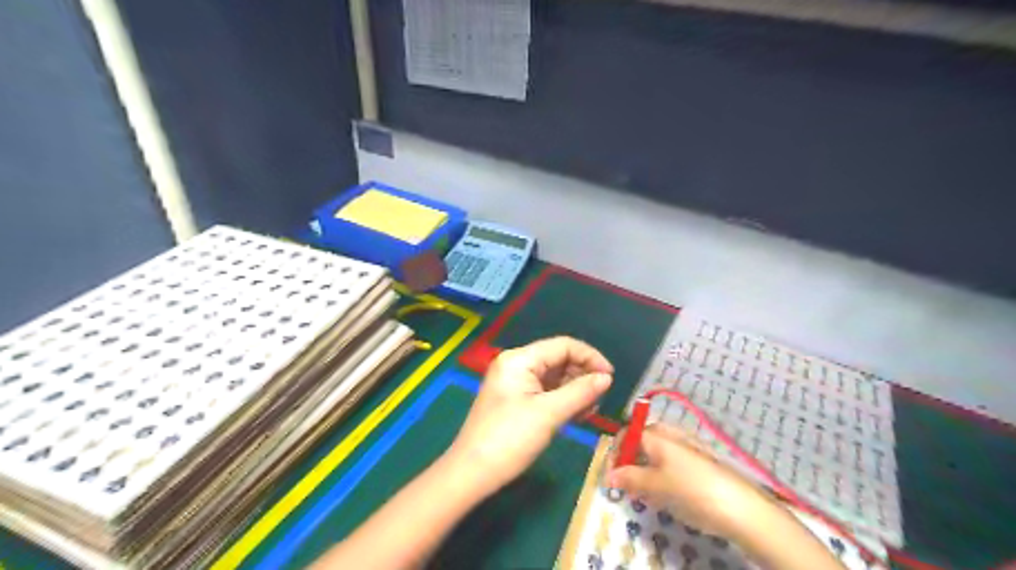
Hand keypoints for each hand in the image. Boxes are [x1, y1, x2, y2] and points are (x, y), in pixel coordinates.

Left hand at [449, 338, 613, 498]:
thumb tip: (607, 377)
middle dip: (583, 376)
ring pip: (554, 377)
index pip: (563, 346)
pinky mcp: (516, 400)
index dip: (590, 357)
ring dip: (575, 390)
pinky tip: (578, 414)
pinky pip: (546, 392)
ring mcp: (515, 383)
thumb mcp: (549, 413)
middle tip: (601, 399)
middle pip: (559, 360)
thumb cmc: (510, 439)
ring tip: (591, 410)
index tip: (611, 377)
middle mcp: (517, 364)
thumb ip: (580, 392)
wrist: (472, 473)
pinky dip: (563, 400)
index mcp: (520, 359)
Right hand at [607, 422, 765, 538]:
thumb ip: (629, 478)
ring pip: (656, 452)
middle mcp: (670, 433)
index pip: (625, 434)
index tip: (611, 477)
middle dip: (630, 461)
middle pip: (641, 441)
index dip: (614, 453)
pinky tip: (668, 493)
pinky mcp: (700, 460)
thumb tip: (609, 476)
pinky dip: (662, 473)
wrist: (740, 507)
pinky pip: (671, 461)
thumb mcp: (654, 486)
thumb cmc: (691, 491)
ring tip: (647, 493)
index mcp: (656, 434)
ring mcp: (687, 445)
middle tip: (628, 486)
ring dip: (645, 469)